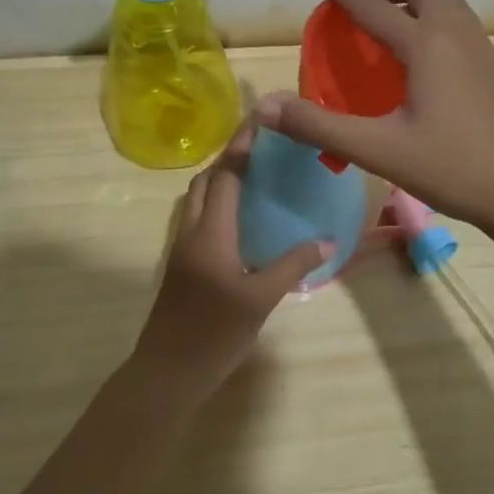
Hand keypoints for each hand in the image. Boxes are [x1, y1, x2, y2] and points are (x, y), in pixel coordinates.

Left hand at [133, 116, 329, 401]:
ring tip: (255, 178)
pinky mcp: (181, 265)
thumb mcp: (261, 299)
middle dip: (229, 159)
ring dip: (220, 180)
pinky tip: (241, 220)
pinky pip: (197, 219)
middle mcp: (191, 231)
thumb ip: (293, 266)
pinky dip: (216, 204)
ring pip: (197, 199)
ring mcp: (181, 248)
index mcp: (211, 232)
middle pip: (206, 181)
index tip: (259, 121)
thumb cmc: (214, 333)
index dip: (241, 147)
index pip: (225, 175)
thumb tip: (327, 241)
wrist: (167, 372)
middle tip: (263, 150)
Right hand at [258, 0, 493, 234]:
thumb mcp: (380, 150)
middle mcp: (458, 36)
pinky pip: (462, 27)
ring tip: (391, 29)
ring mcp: (485, 51)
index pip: (374, 5)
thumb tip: (263, 105)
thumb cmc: (456, 169)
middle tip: (359, 6)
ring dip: (415, 2)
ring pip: (448, 4)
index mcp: (427, 45)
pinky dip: (436, 23)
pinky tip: (427, 65)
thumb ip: (319, 126)